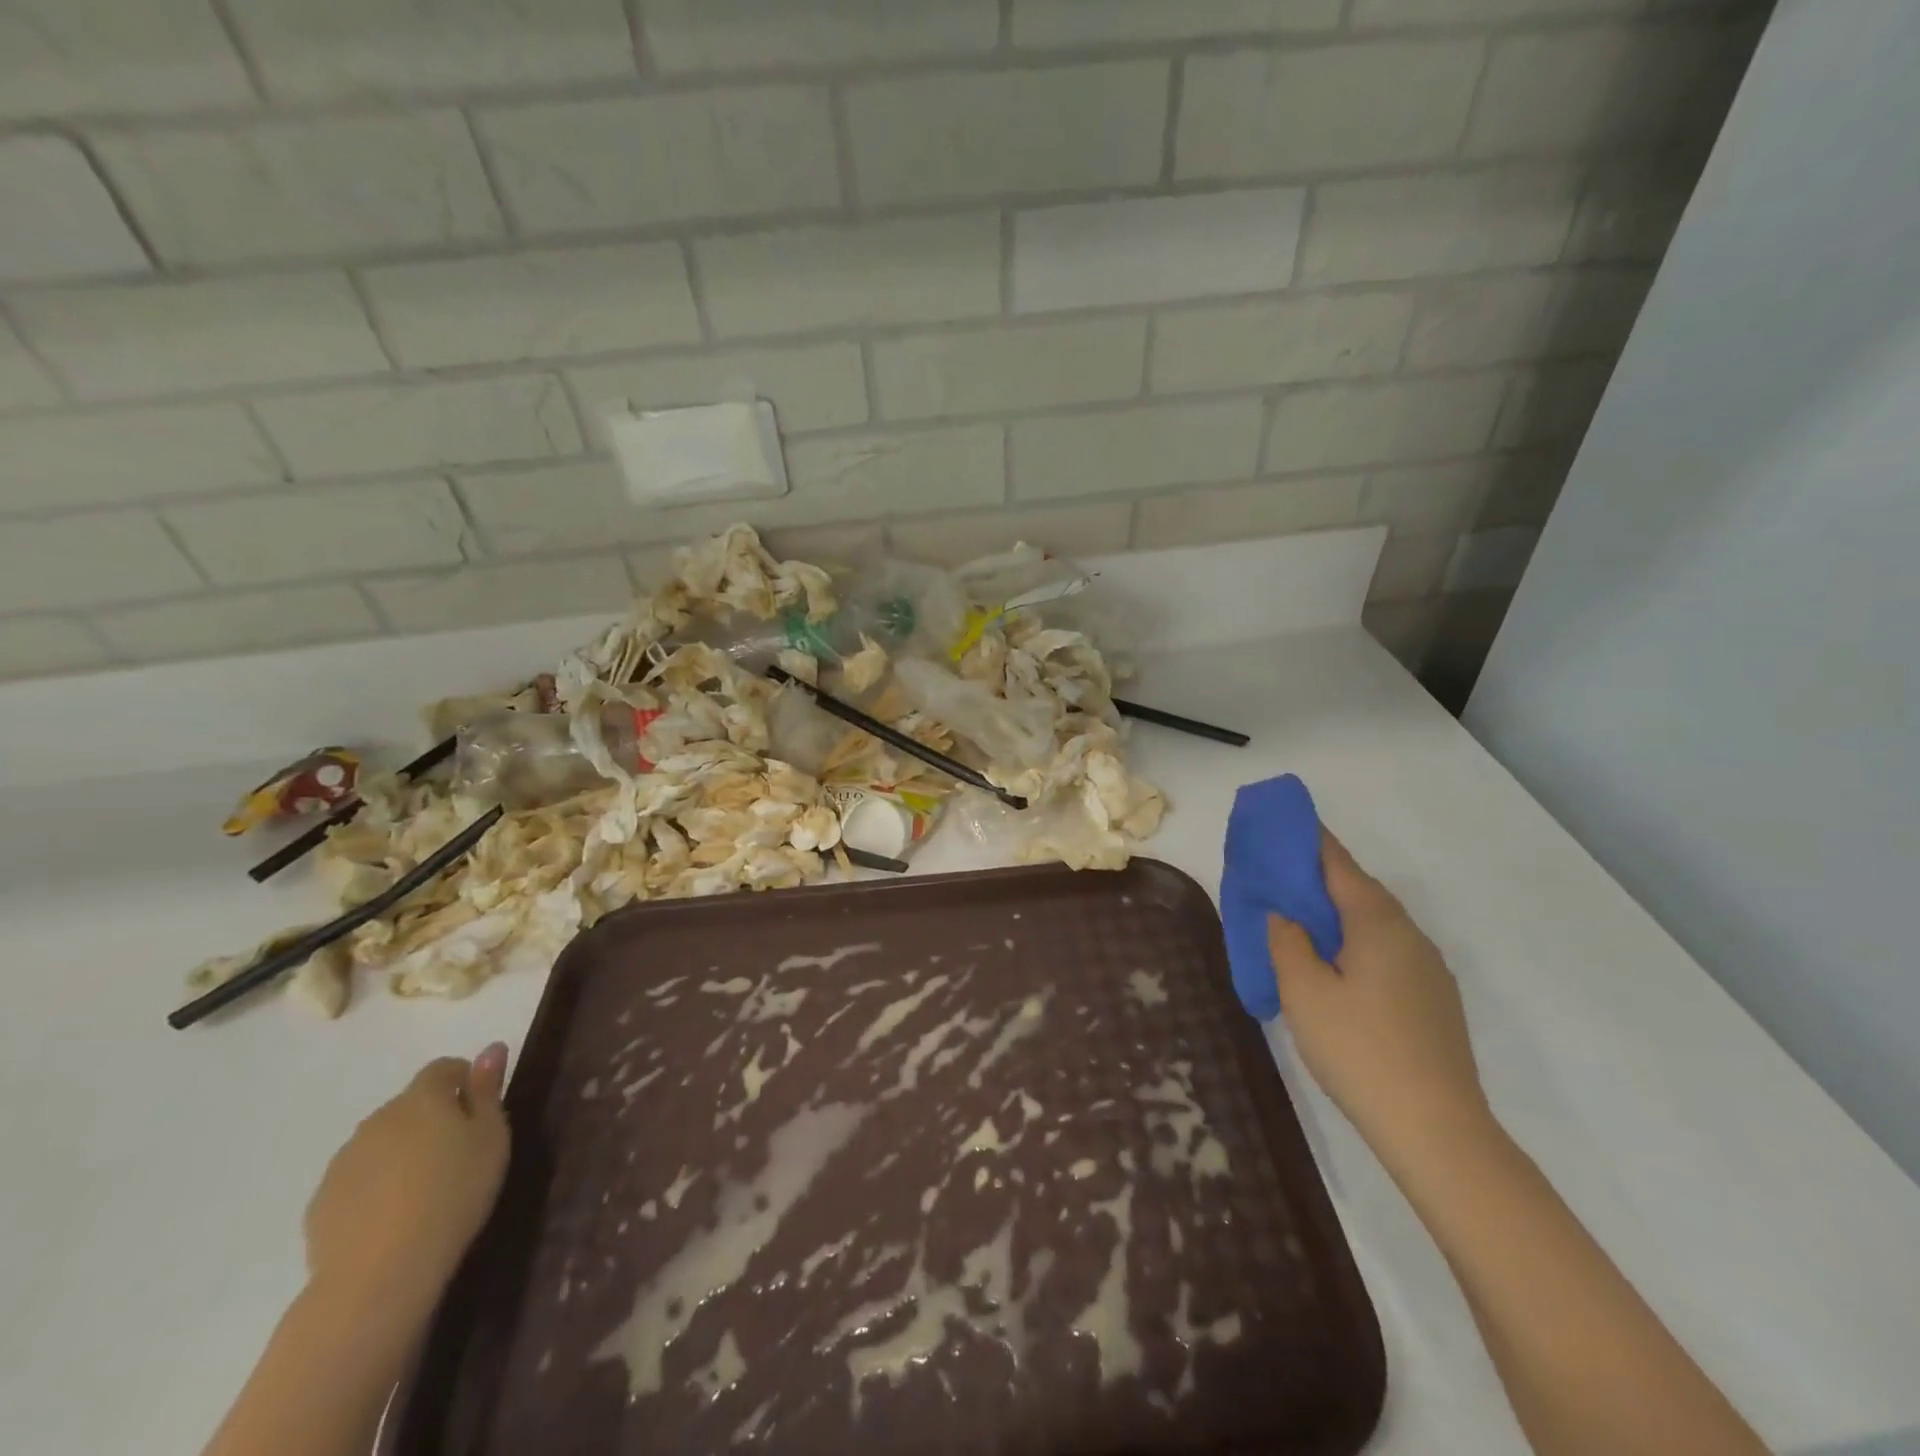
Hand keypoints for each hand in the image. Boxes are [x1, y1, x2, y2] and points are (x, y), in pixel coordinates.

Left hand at [304, 1047, 510, 1320]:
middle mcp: (378, 1119)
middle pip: (410, 1106)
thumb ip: (487, 1090)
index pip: (443, 1068)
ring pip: (381, 1143)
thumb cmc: (454, 1192)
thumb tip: (492, 1046)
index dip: (464, 1081)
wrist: (380, 1273)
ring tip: (425, 1190)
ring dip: (402, 1153)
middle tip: (458, 1154)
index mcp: (421, 1098)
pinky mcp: (321, 1203)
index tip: (481, 1111)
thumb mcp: (491, 1137)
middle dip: (432, 1119)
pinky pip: (358, 1180)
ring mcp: (343, 1162)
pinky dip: (376, 1187)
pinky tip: (393, 1218)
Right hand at [1267, 836, 1488, 1166]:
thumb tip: (1285, 915)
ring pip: (1374, 922)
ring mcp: (1428, 967)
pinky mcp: (1434, 998)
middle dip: (1317, 878)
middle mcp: (1409, 933)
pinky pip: (1387, 950)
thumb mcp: (1303, 991)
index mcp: (1377, 921)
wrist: (1437, 1129)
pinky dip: (1355, 942)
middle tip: (1275, 878)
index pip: (1337, 862)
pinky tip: (1335, 968)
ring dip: (1336, 913)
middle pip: (1358, 889)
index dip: (1307, 839)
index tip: (1278, 823)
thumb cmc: (1359, 1049)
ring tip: (1298, 922)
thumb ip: (1287, 941)